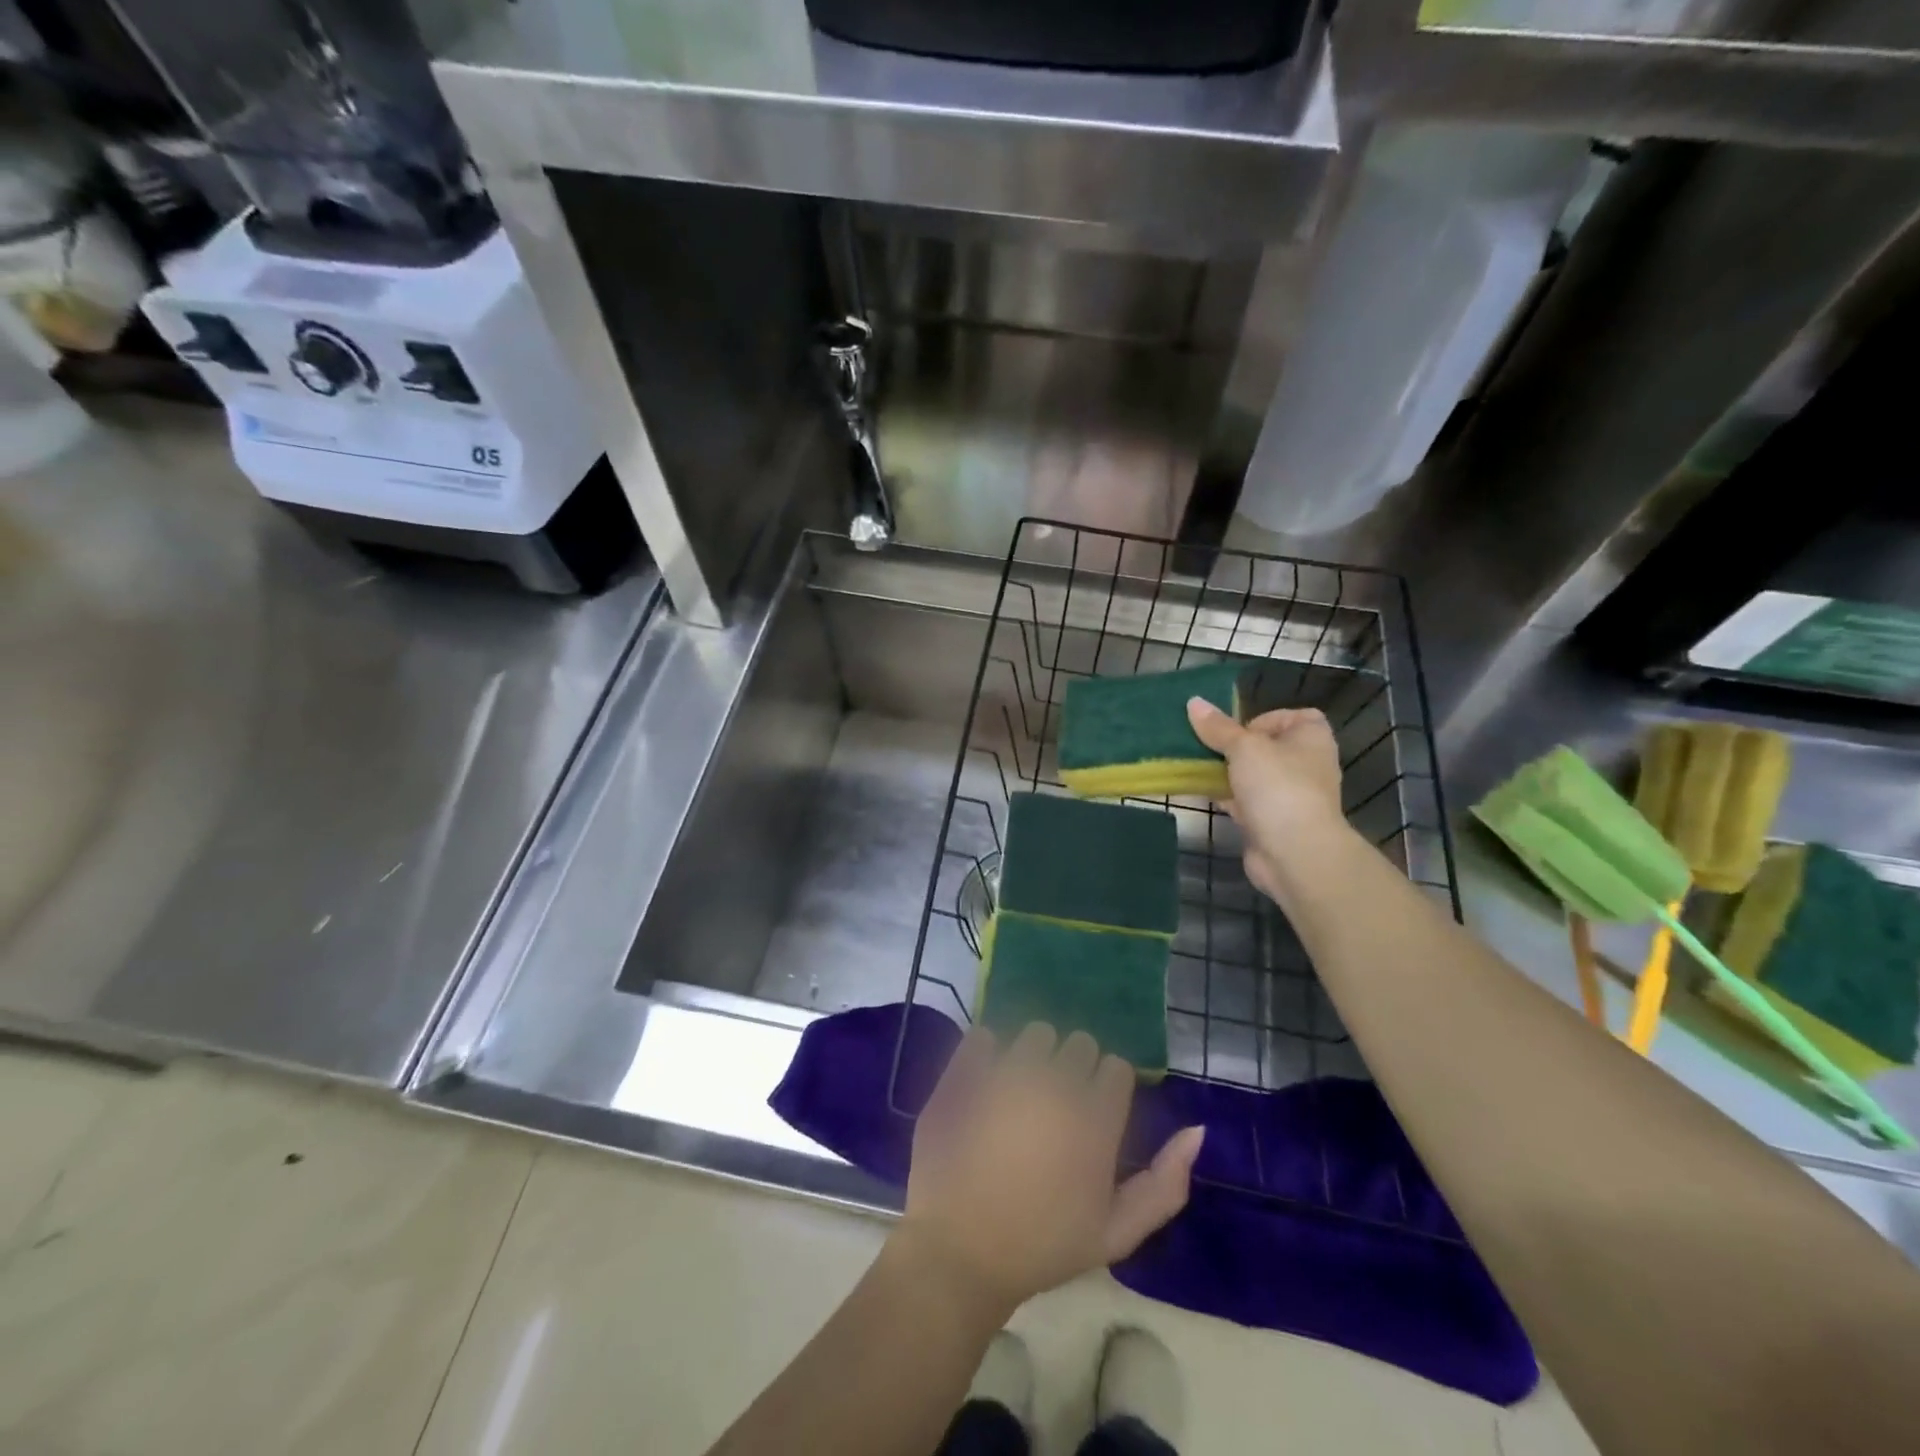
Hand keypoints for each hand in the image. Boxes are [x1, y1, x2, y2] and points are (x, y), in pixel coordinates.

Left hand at [897, 1023, 1204, 1318]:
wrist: (961, 1253)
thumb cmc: (1044, 1247)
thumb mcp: (1116, 1234)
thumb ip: (1165, 1185)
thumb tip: (1198, 1129)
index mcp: (1096, 1119)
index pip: (1116, 1067)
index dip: (1107, 1088)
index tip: (1094, 1112)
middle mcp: (1056, 1084)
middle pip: (1079, 1043)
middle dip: (1074, 1067)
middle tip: (1057, 1105)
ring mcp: (1007, 1073)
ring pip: (1036, 1033)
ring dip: (1035, 1054)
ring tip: (1022, 1091)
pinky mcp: (966, 1071)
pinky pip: (984, 1036)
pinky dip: (987, 1051)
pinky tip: (985, 1080)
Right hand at [1186, 698, 1347, 902]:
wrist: (1294, 852)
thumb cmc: (1277, 786)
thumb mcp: (1244, 747)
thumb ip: (1218, 727)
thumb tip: (1193, 702)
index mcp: (1311, 738)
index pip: (1293, 717)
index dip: (1265, 719)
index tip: (1238, 730)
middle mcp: (1306, 764)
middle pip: (1267, 747)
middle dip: (1236, 747)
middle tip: (1208, 748)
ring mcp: (1290, 795)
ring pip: (1253, 775)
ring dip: (1228, 773)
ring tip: (1196, 767)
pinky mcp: (1272, 821)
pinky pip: (1245, 801)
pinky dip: (1226, 797)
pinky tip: (1202, 793)